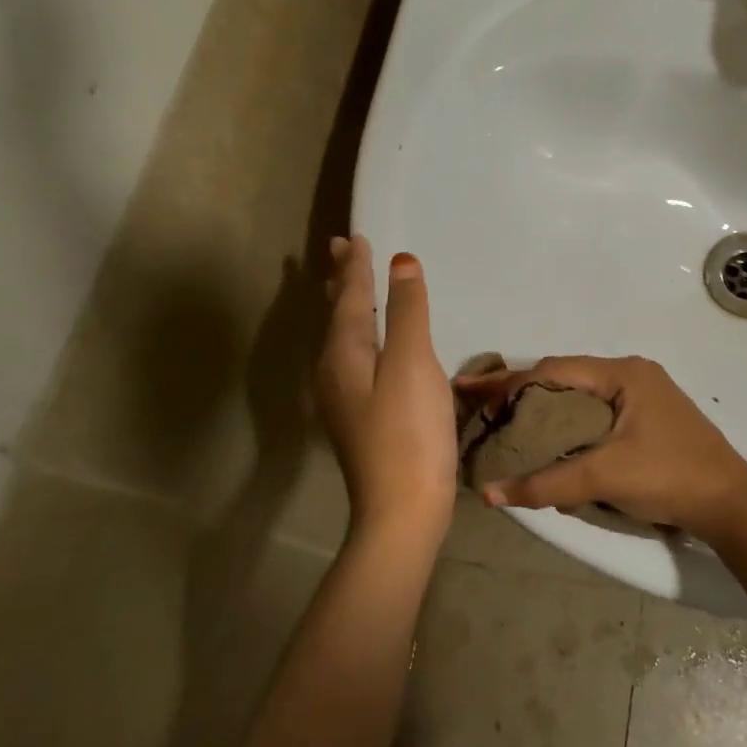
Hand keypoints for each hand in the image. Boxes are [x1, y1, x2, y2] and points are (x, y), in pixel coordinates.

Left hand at [315, 236, 456, 542]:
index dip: (355, 267)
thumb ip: (407, 311)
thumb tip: (400, 262)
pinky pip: (354, 358)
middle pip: (338, 315)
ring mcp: (343, 398)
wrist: (402, 509)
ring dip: (348, 307)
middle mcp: (334, 371)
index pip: (349, 298)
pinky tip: (371, 345)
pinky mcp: (359, 417)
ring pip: (343, 338)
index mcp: (343, 354)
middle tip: (340, 250)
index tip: (355, 237)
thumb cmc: (409, 432)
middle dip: (341, 281)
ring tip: (351, 286)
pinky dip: (361, 335)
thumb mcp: (412, 364)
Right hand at [455, 356, 746, 542]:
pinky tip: (551, 442)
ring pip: (581, 397)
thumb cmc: (669, 477)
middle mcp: (632, 374)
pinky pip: (598, 413)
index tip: (470, 390)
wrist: (731, 504)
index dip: (508, 382)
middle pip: (566, 378)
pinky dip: (571, 424)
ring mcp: (643, 394)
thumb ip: (546, 484)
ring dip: (547, 410)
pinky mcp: (648, 418)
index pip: (553, 370)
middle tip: (484, 409)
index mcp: (623, 373)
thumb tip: (489, 493)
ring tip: (508, 425)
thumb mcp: (604, 477)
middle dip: (523, 393)